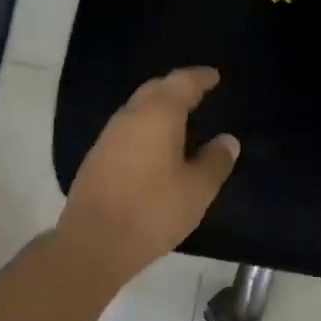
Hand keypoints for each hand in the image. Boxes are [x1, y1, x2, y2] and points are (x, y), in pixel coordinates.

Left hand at [55, 67, 239, 285]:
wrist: (93, 243)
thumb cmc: (153, 209)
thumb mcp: (197, 189)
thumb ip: (216, 160)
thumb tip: (228, 140)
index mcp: (159, 113)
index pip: (183, 82)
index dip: (201, 77)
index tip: (215, 76)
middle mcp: (131, 115)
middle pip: (156, 88)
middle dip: (178, 86)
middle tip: (199, 91)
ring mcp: (109, 136)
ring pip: (139, 107)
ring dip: (160, 106)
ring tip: (181, 117)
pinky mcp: (97, 158)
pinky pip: (128, 128)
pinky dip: (147, 126)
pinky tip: (156, 144)